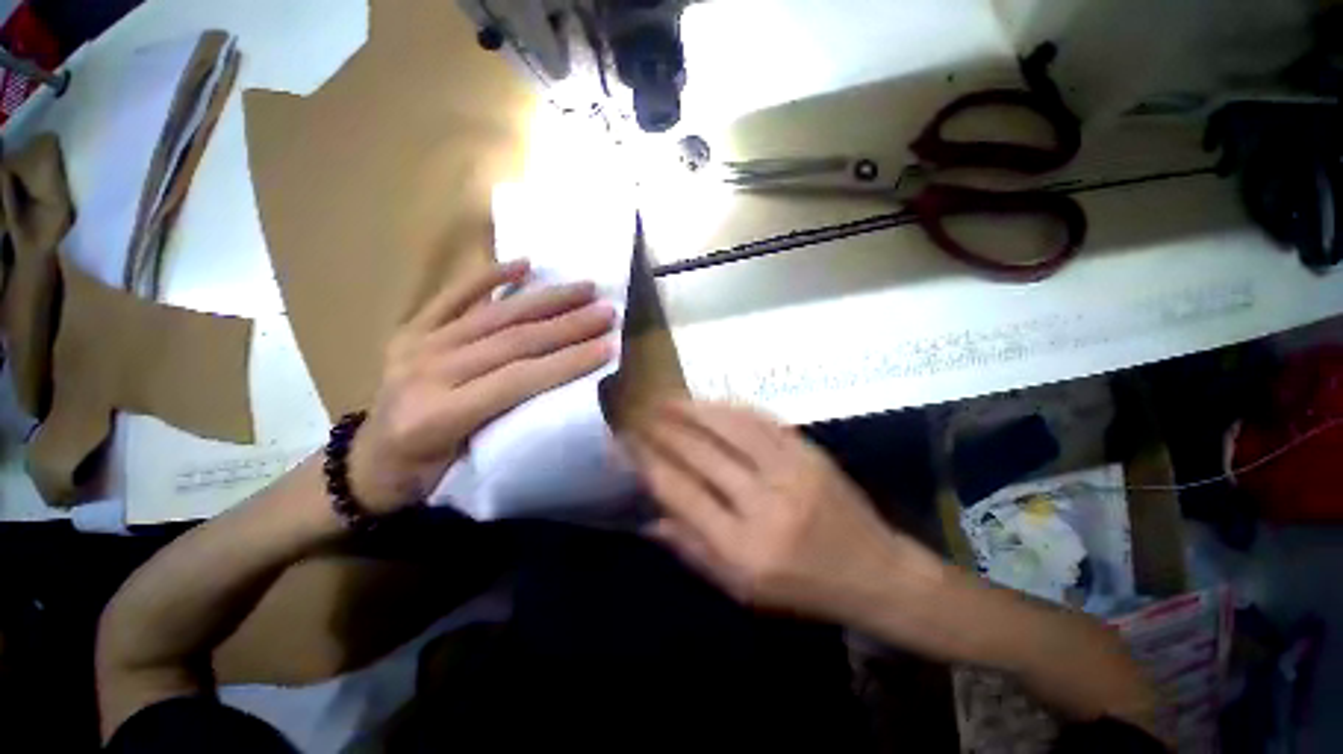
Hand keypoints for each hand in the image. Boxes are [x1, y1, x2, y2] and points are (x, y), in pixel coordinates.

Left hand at [350, 260, 616, 513]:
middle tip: (607, 311)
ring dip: (545, 300)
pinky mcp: (412, 330)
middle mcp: (427, 372)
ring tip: (584, 288)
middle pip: (511, 341)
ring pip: (493, 315)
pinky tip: (523, 265)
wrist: (365, 465)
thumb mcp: (472, 467)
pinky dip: (488, 277)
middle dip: (567, 325)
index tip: (610, 346)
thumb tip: (571, 399)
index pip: (519, 379)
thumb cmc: (426, 477)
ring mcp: (417, 345)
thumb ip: (516, 428)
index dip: (568, 362)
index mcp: (439, 415)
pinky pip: (451, 296)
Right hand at [627, 401, 943, 623]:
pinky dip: (730, 408)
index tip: (626, 442)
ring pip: (729, 427)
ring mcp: (790, 472)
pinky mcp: (808, 452)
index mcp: (742, 548)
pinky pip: (761, 421)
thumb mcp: (740, 589)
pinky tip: (711, 403)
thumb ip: (692, 549)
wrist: (874, 572)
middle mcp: (763, 504)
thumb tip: (648, 518)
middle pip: (701, 453)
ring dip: (694, 410)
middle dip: (665, 429)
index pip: (680, 492)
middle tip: (642, 413)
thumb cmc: (802, 588)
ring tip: (669, 400)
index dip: (648, 462)